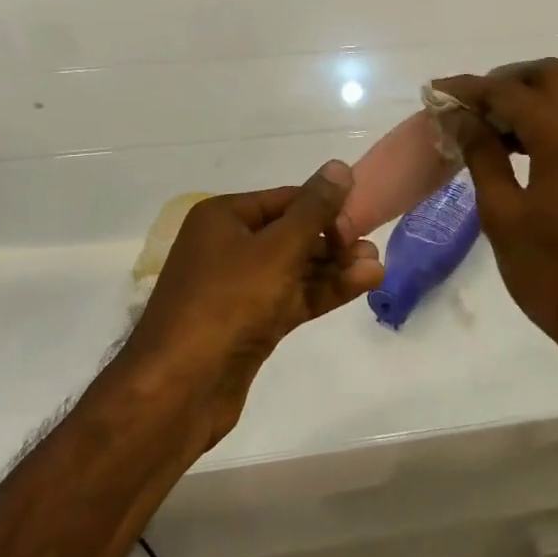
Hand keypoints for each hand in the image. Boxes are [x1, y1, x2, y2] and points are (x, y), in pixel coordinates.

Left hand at [125, 162, 383, 438]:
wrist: (180, 389)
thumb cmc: (228, 302)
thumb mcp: (277, 248)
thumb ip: (314, 209)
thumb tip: (339, 167)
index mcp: (223, 217)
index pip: (286, 199)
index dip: (325, 206)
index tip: (362, 219)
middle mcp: (229, 246)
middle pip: (292, 233)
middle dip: (334, 239)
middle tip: (372, 247)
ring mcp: (239, 288)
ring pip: (296, 268)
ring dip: (335, 267)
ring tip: (377, 267)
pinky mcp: (251, 324)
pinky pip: (293, 297)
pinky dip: (324, 291)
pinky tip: (362, 285)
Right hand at [431, 60, 557, 353]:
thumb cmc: (554, 271)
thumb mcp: (503, 212)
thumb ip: (481, 153)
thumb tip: (457, 115)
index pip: (509, 90)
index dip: (468, 89)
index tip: (434, 93)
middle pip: (546, 76)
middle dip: (503, 82)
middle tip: (466, 108)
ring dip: (524, 101)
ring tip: (481, 128)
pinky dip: (543, 121)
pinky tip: (512, 149)